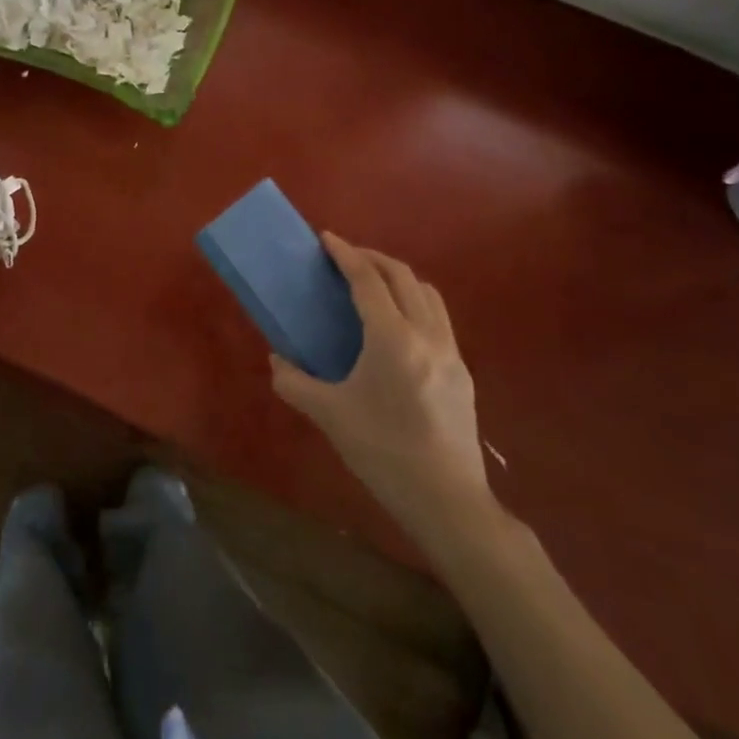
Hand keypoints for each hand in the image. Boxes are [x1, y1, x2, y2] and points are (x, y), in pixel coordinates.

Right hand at [270, 234, 497, 544]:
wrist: (447, 500)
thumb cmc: (383, 452)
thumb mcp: (329, 416)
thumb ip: (294, 383)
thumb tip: (277, 361)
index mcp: (392, 339)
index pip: (368, 281)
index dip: (345, 254)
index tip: (326, 238)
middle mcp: (426, 335)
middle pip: (403, 277)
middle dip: (372, 258)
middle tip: (344, 257)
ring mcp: (450, 352)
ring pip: (427, 294)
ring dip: (398, 278)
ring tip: (372, 283)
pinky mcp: (462, 371)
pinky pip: (438, 318)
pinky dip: (415, 302)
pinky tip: (396, 325)